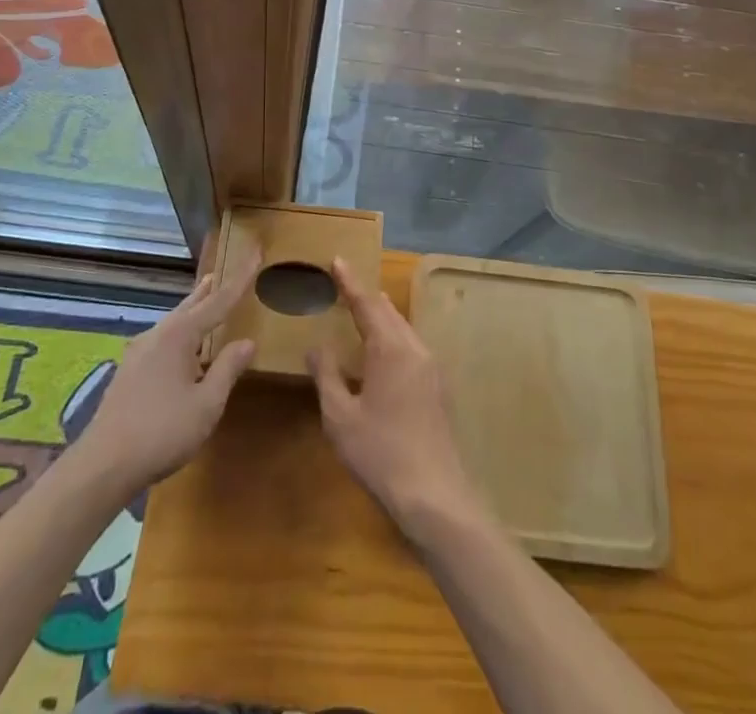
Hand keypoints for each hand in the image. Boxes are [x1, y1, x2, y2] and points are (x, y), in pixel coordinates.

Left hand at [73, 251, 260, 495]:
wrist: (103, 465)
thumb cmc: (162, 431)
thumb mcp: (206, 404)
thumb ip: (227, 369)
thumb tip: (247, 342)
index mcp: (179, 335)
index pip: (218, 302)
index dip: (240, 280)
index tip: (255, 254)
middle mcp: (157, 335)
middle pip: (189, 306)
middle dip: (207, 291)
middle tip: (219, 273)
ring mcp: (138, 353)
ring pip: (173, 323)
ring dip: (191, 311)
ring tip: (202, 300)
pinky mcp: (128, 373)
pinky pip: (162, 340)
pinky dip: (179, 332)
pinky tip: (180, 348)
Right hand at [309, 258, 479, 544]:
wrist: (435, 495)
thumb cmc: (380, 453)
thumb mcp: (340, 417)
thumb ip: (327, 376)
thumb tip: (317, 346)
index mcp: (390, 348)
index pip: (366, 304)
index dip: (349, 282)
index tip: (337, 260)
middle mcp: (415, 348)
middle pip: (388, 311)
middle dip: (366, 295)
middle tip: (345, 282)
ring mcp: (431, 368)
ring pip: (403, 328)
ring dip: (382, 315)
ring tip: (364, 307)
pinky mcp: (438, 387)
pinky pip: (412, 345)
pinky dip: (393, 335)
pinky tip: (385, 350)